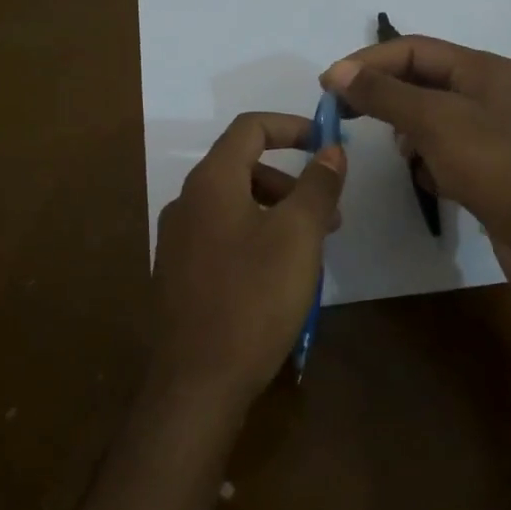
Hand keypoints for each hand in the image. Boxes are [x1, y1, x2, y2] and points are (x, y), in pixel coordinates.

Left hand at [149, 112, 346, 412]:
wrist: (196, 382)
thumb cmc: (253, 298)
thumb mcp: (298, 236)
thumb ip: (317, 186)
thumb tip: (332, 149)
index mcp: (211, 182)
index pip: (250, 128)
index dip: (292, 126)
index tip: (327, 144)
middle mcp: (187, 201)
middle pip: (243, 166)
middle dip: (291, 180)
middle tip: (330, 214)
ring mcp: (178, 238)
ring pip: (235, 203)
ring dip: (277, 211)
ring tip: (311, 250)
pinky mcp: (179, 272)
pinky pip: (223, 234)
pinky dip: (256, 235)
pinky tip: (278, 275)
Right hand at [320, 37, 510, 306]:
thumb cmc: (501, 168)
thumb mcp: (436, 122)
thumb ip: (384, 94)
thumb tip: (338, 71)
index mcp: (482, 70)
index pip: (413, 49)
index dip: (367, 62)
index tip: (327, 87)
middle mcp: (488, 94)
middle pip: (420, 82)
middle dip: (384, 98)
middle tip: (344, 117)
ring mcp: (491, 134)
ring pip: (430, 120)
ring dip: (408, 134)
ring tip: (405, 155)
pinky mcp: (491, 170)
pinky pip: (444, 153)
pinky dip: (429, 163)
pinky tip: (431, 183)